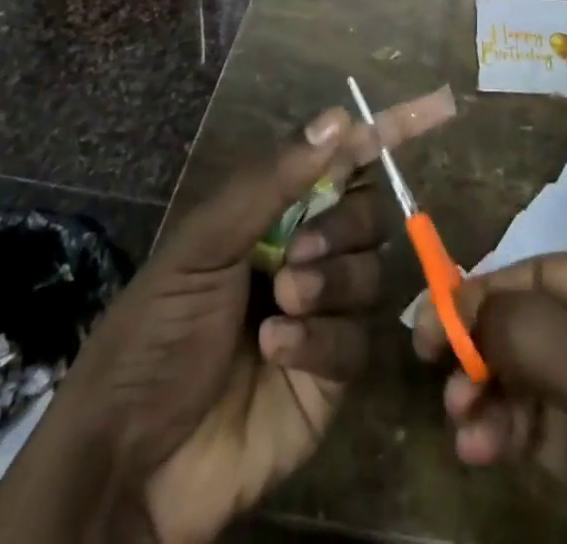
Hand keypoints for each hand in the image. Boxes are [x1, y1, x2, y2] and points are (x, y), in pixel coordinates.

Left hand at [0, 90, 454, 543]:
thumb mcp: (204, 242)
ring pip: (368, 274)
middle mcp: (304, 252)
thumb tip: (340, 117)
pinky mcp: (330, 378)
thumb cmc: (156, 329)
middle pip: (366, 215)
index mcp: (273, 212)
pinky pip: (355, 343)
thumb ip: (273, 179)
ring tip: (280, 304)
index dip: (388, 131)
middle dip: (341, 227)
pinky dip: (319, 341)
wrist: (128, 458)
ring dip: (328, 283)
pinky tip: (274, 351)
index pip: (342, 159)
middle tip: (295, 253)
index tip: (438, 107)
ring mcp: (321, 315)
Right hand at [413, 249, 566, 543]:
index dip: (487, 292)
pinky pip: (545, 432)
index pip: (546, 273)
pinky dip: (508, 433)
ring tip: (462, 426)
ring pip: (533, 379)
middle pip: (534, 323)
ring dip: (490, 394)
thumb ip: (537, 336)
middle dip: (485, 347)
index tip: (430, 324)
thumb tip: (460, 302)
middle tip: (439, 378)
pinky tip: (481, 450)